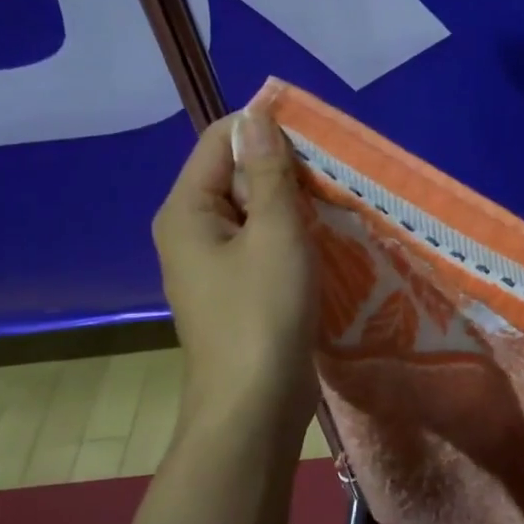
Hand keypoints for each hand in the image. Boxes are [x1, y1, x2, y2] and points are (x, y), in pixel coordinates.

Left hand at [152, 109, 316, 452]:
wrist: (254, 406)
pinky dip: (289, 237)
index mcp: (187, 210)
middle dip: (283, 168)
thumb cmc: (263, 313)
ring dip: (291, 204)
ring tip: (336, 205)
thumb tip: (256, 116)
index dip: (265, 127)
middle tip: (335, 175)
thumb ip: (269, 173)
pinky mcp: (234, 293)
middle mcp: (190, 231)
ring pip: (253, 213)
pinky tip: (323, 243)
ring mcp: (211, 266)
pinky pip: (260, 246)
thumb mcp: (276, 234)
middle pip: (235, 175)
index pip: (220, 140)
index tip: (318, 136)